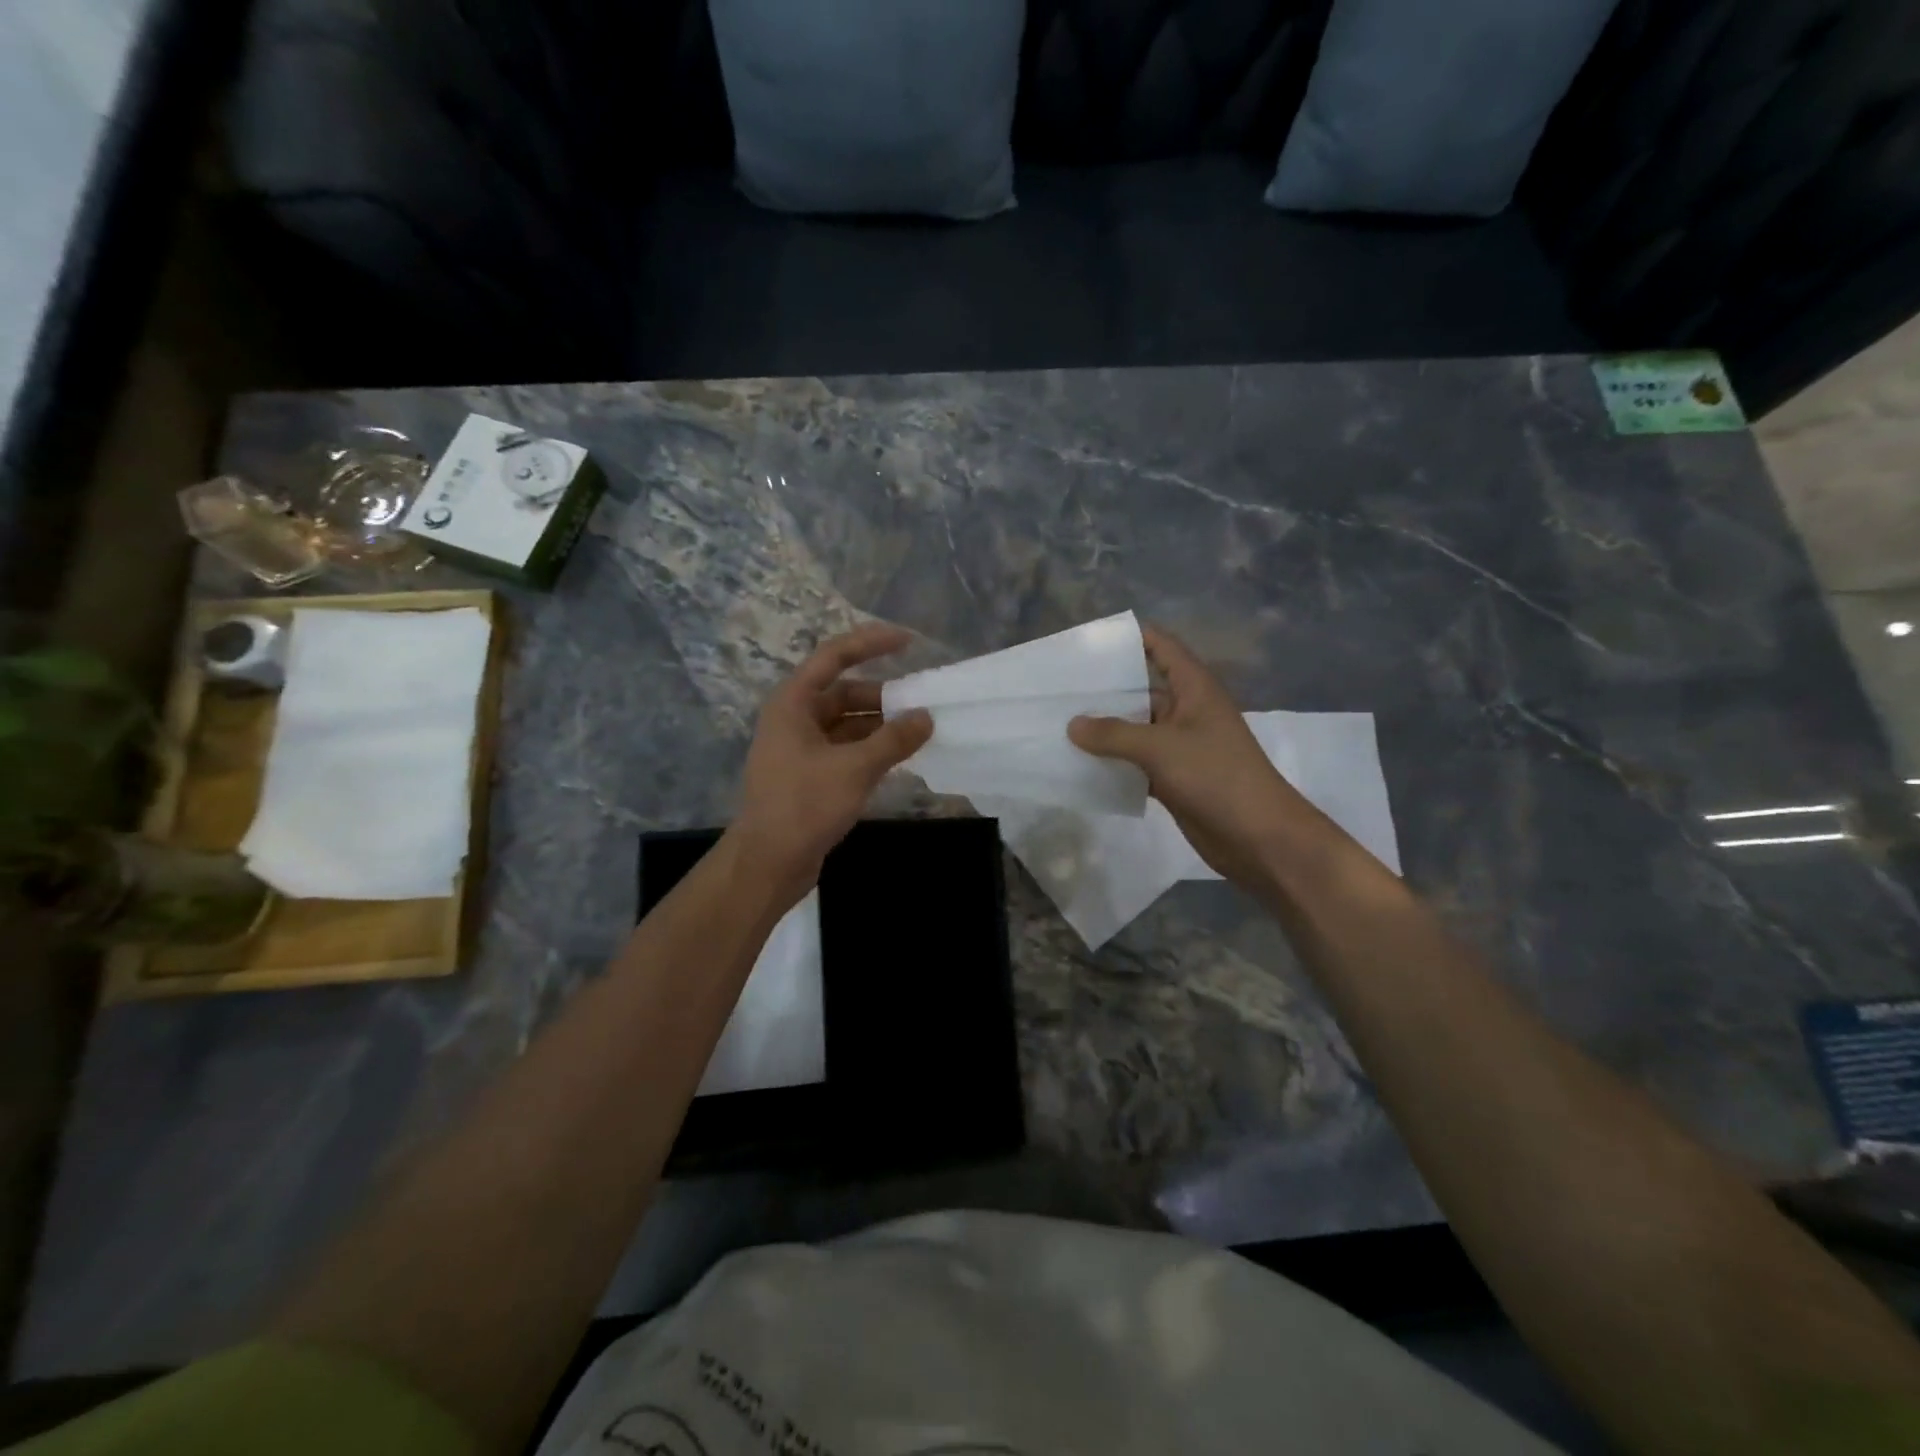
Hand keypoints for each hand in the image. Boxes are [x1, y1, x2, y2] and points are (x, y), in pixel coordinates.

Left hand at [730, 624, 932, 903]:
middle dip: (884, 696)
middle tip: (923, 703)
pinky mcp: (810, 775)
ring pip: (848, 724)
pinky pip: (847, 749)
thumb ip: (894, 739)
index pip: (834, 657)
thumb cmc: (804, 806)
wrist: (767, 863)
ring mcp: (801, 748)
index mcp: (794, 703)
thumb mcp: (854, 768)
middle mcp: (795, 719)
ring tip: (920, 731)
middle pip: (845, 692)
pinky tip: (900, 757)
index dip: (871, 643)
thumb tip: (926, 717)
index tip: (909, 641)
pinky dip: (872, 748)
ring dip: (881, 725)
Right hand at [1068, 625, 1307, 885]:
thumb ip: (1113, 734)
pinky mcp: (1174, 777)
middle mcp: (1186, 710)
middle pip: (1142, 689)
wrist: (1258, 837)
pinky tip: (1080, 764)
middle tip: (1060, 688)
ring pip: (1136, 728)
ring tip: (1060, 723)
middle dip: (1105, 688)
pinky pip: (1137, 762)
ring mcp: (1180, 745)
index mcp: (1194, 688)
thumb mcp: (1160, 748)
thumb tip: (1072, 724)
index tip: (1089, 641)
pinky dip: (1113, 762)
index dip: (1130, 637)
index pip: (1161, 647)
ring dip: (1105, 729)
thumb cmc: (1215, 776)